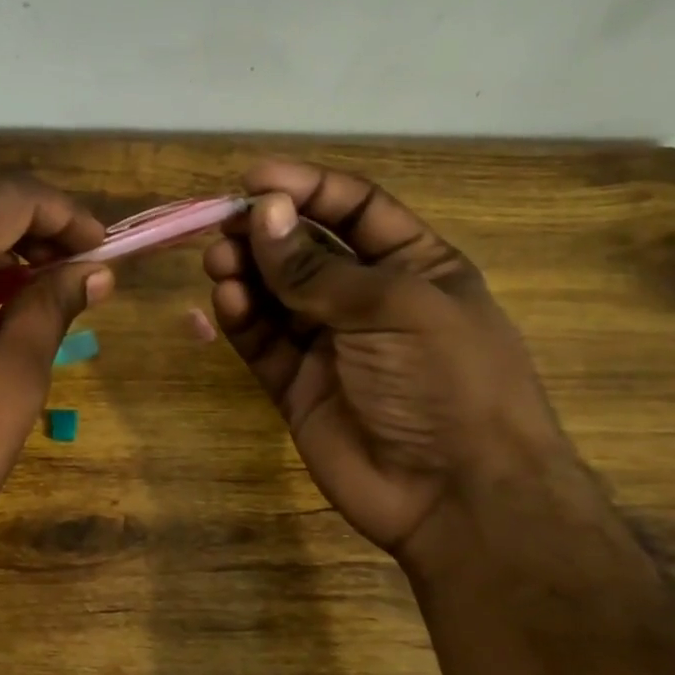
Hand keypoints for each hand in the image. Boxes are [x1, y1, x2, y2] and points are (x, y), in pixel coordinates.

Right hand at [203, 160, 568, 557]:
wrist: (454, 495)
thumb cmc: (443, 381)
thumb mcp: (391, 307)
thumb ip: (317, 266)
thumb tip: (262, 214)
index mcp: (413, 266)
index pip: (355, 208)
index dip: (306, 188)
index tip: (253, 180)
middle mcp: (367, 300)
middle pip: (306, 250)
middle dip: (266, 233)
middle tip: (222, 227)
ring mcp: (329, 345)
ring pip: (276, 295)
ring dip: (246, 273)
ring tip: (219, 262)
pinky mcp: (296, 386)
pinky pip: (262, 342)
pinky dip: (241, 320)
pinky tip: (227, 303)